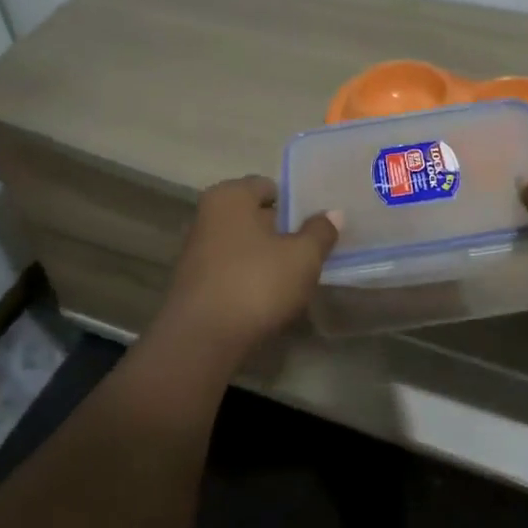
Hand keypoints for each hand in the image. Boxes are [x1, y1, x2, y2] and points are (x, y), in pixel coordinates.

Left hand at [157, 176, 340, 361]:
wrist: (201, 340)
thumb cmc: (255, 283)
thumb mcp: (303, 257)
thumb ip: (320, 231)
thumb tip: (334, 213)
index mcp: (230, 195)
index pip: (269, 186)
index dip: (295, 203)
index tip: (317, 224)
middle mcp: (208, 214)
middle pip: (254, 215)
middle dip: (281, 230)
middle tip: (311, 249)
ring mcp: (197, 249)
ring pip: (243, 244)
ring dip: (265, 257)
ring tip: (294, 277)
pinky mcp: (194, 282)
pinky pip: (231, 269)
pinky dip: (249, 278)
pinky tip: (268, 298)